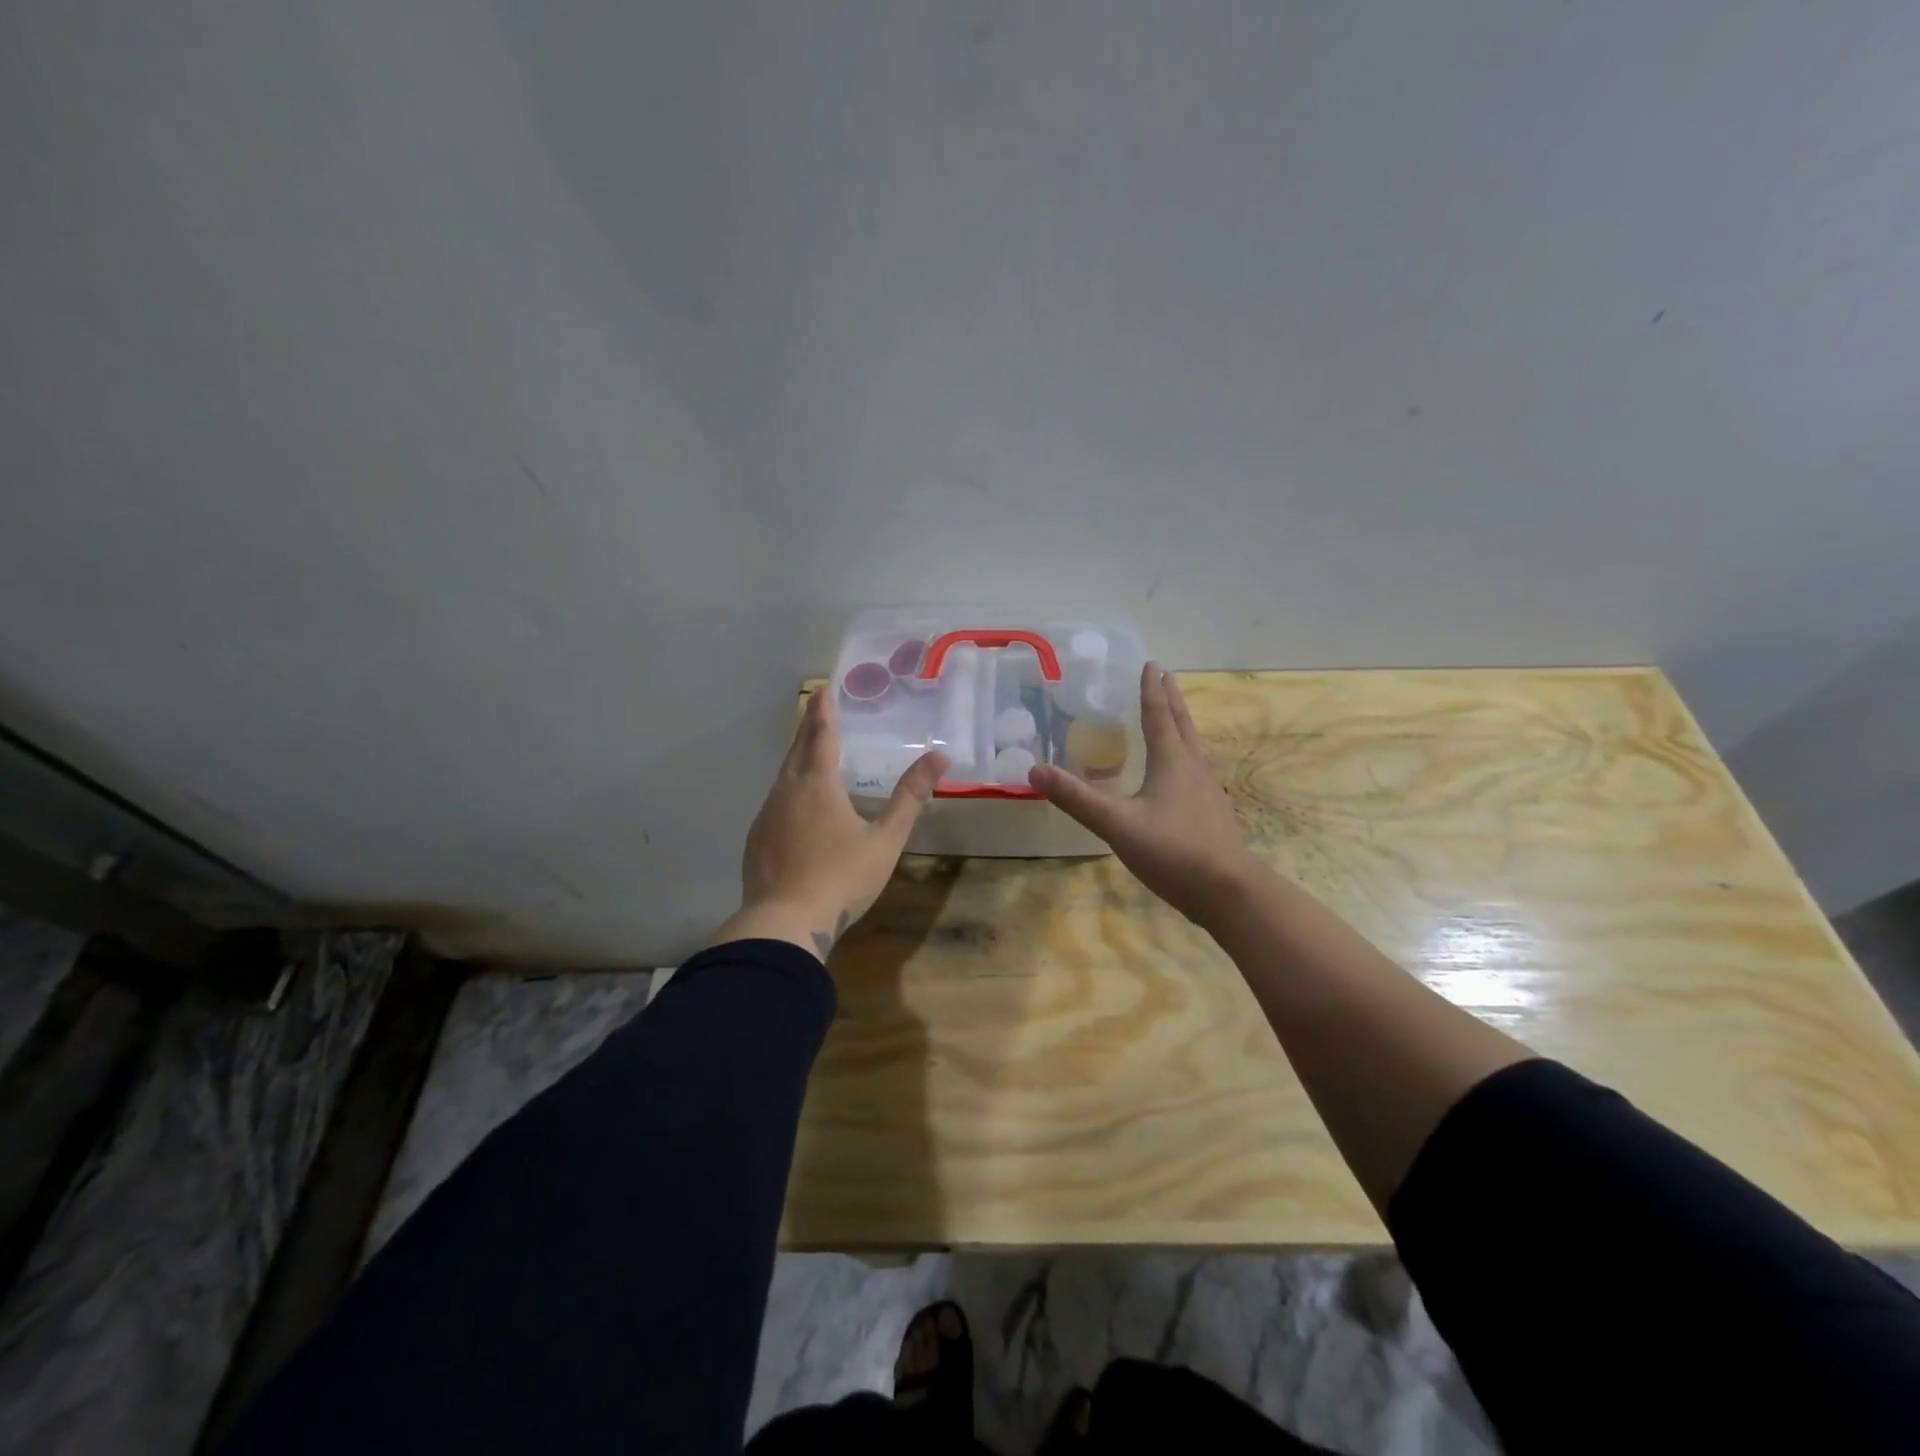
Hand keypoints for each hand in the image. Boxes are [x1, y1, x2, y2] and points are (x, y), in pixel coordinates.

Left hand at [712, 690, 947, 962]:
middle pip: (797, 750)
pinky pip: (774, 803)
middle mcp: (787, 791)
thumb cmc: (841, 877)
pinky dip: (787, 791)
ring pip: (782, 777)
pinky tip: (794, 807)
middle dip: (808, 728)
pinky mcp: (756, 840)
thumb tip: (939, 758)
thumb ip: (910, 797)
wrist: (785, 923)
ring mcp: (766, 816)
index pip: (821, 736)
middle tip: (815, 709)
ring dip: (796, 759)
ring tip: (808, 753)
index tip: (822, 689)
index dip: (824, 711)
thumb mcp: (885, 839)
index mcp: (817, 784)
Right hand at [1029, 662, 1263, 926]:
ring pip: (1192, 746)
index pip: (1158, 715)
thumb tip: (1034, 770)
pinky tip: (1179, 773)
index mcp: (1172, 761)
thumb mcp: (1116, 824)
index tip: (1151, 664)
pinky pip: (1195, 769)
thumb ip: (1076, 798)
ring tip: (1172, 716)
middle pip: (1181, 724)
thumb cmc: (1172, 850)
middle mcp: (1193, 767)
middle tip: (1165, 676)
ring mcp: (1207, 791)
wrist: (1229, 891)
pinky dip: (1184, 754)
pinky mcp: (1212, 812)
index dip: (1151, 690)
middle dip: (1171, 699)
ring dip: (1180, 724)